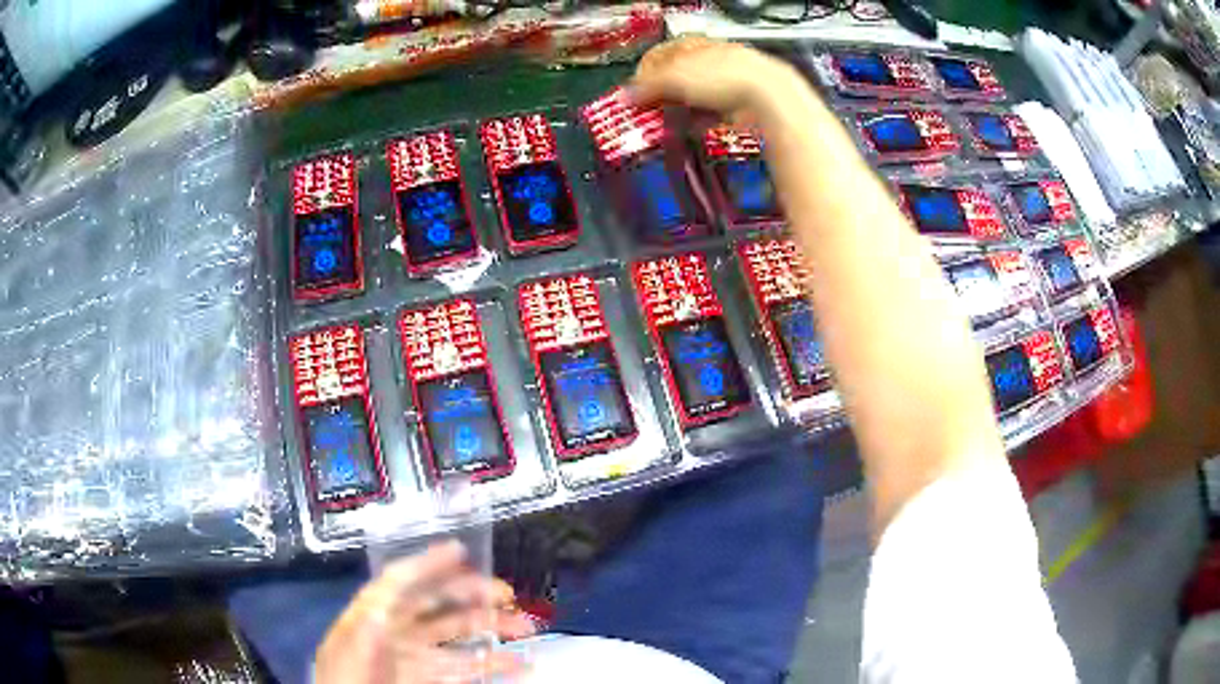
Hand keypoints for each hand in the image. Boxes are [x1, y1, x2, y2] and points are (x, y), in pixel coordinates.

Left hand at [315, 540, 536, 683]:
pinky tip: (518, 664)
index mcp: (372, 614)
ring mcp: (414, 655)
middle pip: (437, 604)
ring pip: (458, 636)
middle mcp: (396, 629)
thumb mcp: (352, 652)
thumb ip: (369, 629)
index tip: (462, 550)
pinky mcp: (428, 679)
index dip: (428, 562)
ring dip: (491, 629)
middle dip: (473, 595)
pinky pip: (464, 668)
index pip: (400, 580)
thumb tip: (389, 602)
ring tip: (526, 629)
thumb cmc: (346, 679)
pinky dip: (492, 664)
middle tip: (508, 595)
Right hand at [629, 37, 802, 120]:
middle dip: (662, 93)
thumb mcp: (674, 78)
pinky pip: (713, 112)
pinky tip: (692, 129)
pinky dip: (700, 120)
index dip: (645, 71)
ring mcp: (728, 80)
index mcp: (694, 44)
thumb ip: (647, 86)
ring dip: (680, 109)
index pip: (660, 53)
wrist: (768, 97)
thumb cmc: (719, 77)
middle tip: (649, 110)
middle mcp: (711, 59)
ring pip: (695, 95)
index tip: (634, 91)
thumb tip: (624, 96)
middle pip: (678, 75)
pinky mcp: (741, 103)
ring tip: (668, 123)